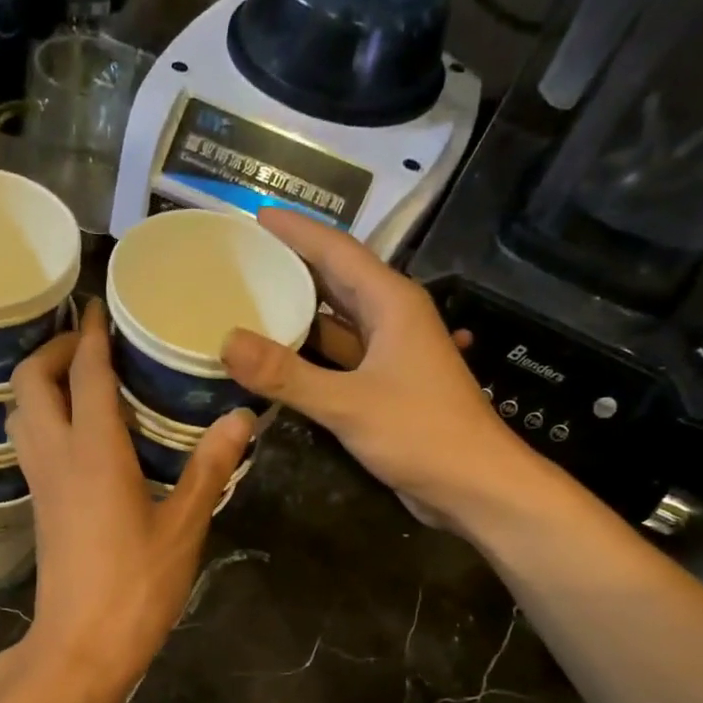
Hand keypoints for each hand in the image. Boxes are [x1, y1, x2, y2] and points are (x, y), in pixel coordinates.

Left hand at [5, 299, 252, 702]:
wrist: (82, 645)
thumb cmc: (137, 586)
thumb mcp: (184, 526)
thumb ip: (209, 467)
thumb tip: (240, 417)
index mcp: (93, 451)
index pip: (83, 372)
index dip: (89, 334)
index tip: (98, 305)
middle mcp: (55, 456)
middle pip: (30, 382)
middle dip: (51, 350)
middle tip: (90, 343)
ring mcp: (40, 482)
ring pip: (20, 412)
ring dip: (40, 382)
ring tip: (80, 377)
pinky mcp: (39, 505)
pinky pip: (28, 440)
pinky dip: (42, 415)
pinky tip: (78, 429)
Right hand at [222, 208, 545, 527]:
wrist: (476, 486)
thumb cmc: (422, 434)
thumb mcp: (348, 403)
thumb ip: (286, 374)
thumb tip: (226, 341)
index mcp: (391, 302)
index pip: (336, 250)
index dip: (295, 231)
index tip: (252, 216)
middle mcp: (391, 318)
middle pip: (334, 280)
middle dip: (290, 266)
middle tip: (240, 259)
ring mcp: (389, 354)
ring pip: (334, 322)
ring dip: (296, 314)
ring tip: (247, 304)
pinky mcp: (384, 386)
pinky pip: (337, 358)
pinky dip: (306, 355)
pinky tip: (274, 360)